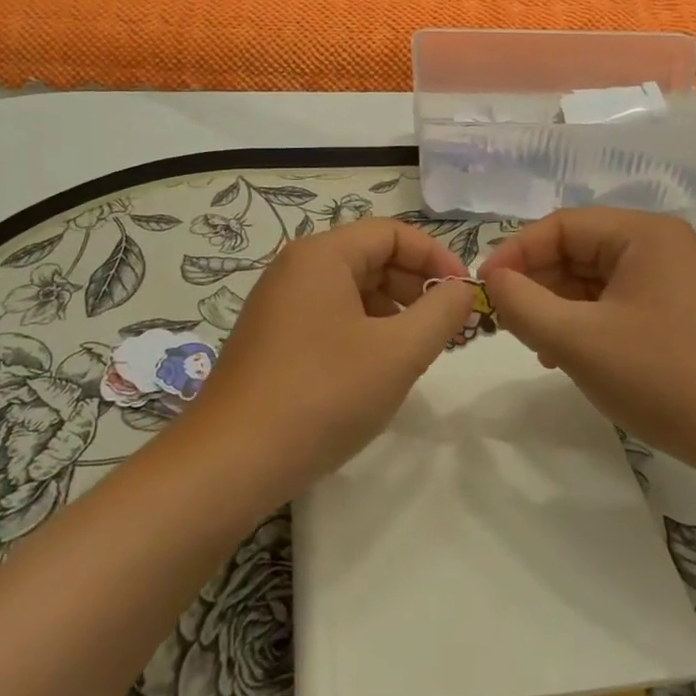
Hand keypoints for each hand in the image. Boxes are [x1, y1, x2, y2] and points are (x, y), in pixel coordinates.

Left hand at [177, 218, 475, 505]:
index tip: (464, 294)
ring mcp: (278, 304)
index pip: (392, 233)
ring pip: (351, 290)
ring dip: (392, 311)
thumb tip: (461, 289)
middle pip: (370, 257)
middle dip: (416, 286)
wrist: (230, 462)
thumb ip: (440, 312)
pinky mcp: (271, 339)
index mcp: (322, 255)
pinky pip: (329, 317)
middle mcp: (296, 268)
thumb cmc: (322, 394)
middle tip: (449, 327)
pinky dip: (363, 331)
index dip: (435, 257)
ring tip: (419, 351)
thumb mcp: (398, 352)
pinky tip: (377, 370)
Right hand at [479, 208, 695, 465]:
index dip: (515, 253)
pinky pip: (615, 302)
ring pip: (593, 279)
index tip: (483, 289)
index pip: (560, 226)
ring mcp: (672, 279)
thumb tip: (492, 281)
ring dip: (558, 307)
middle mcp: (659, 244)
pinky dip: (585, 322)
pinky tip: (568, 356)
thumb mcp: (579, 341)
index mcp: (643, 233)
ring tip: (535, 344)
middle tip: (506, 321)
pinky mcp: (677, 312)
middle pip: (577, 250)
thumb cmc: (665, 379)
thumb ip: (523, 304)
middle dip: (537, 283)